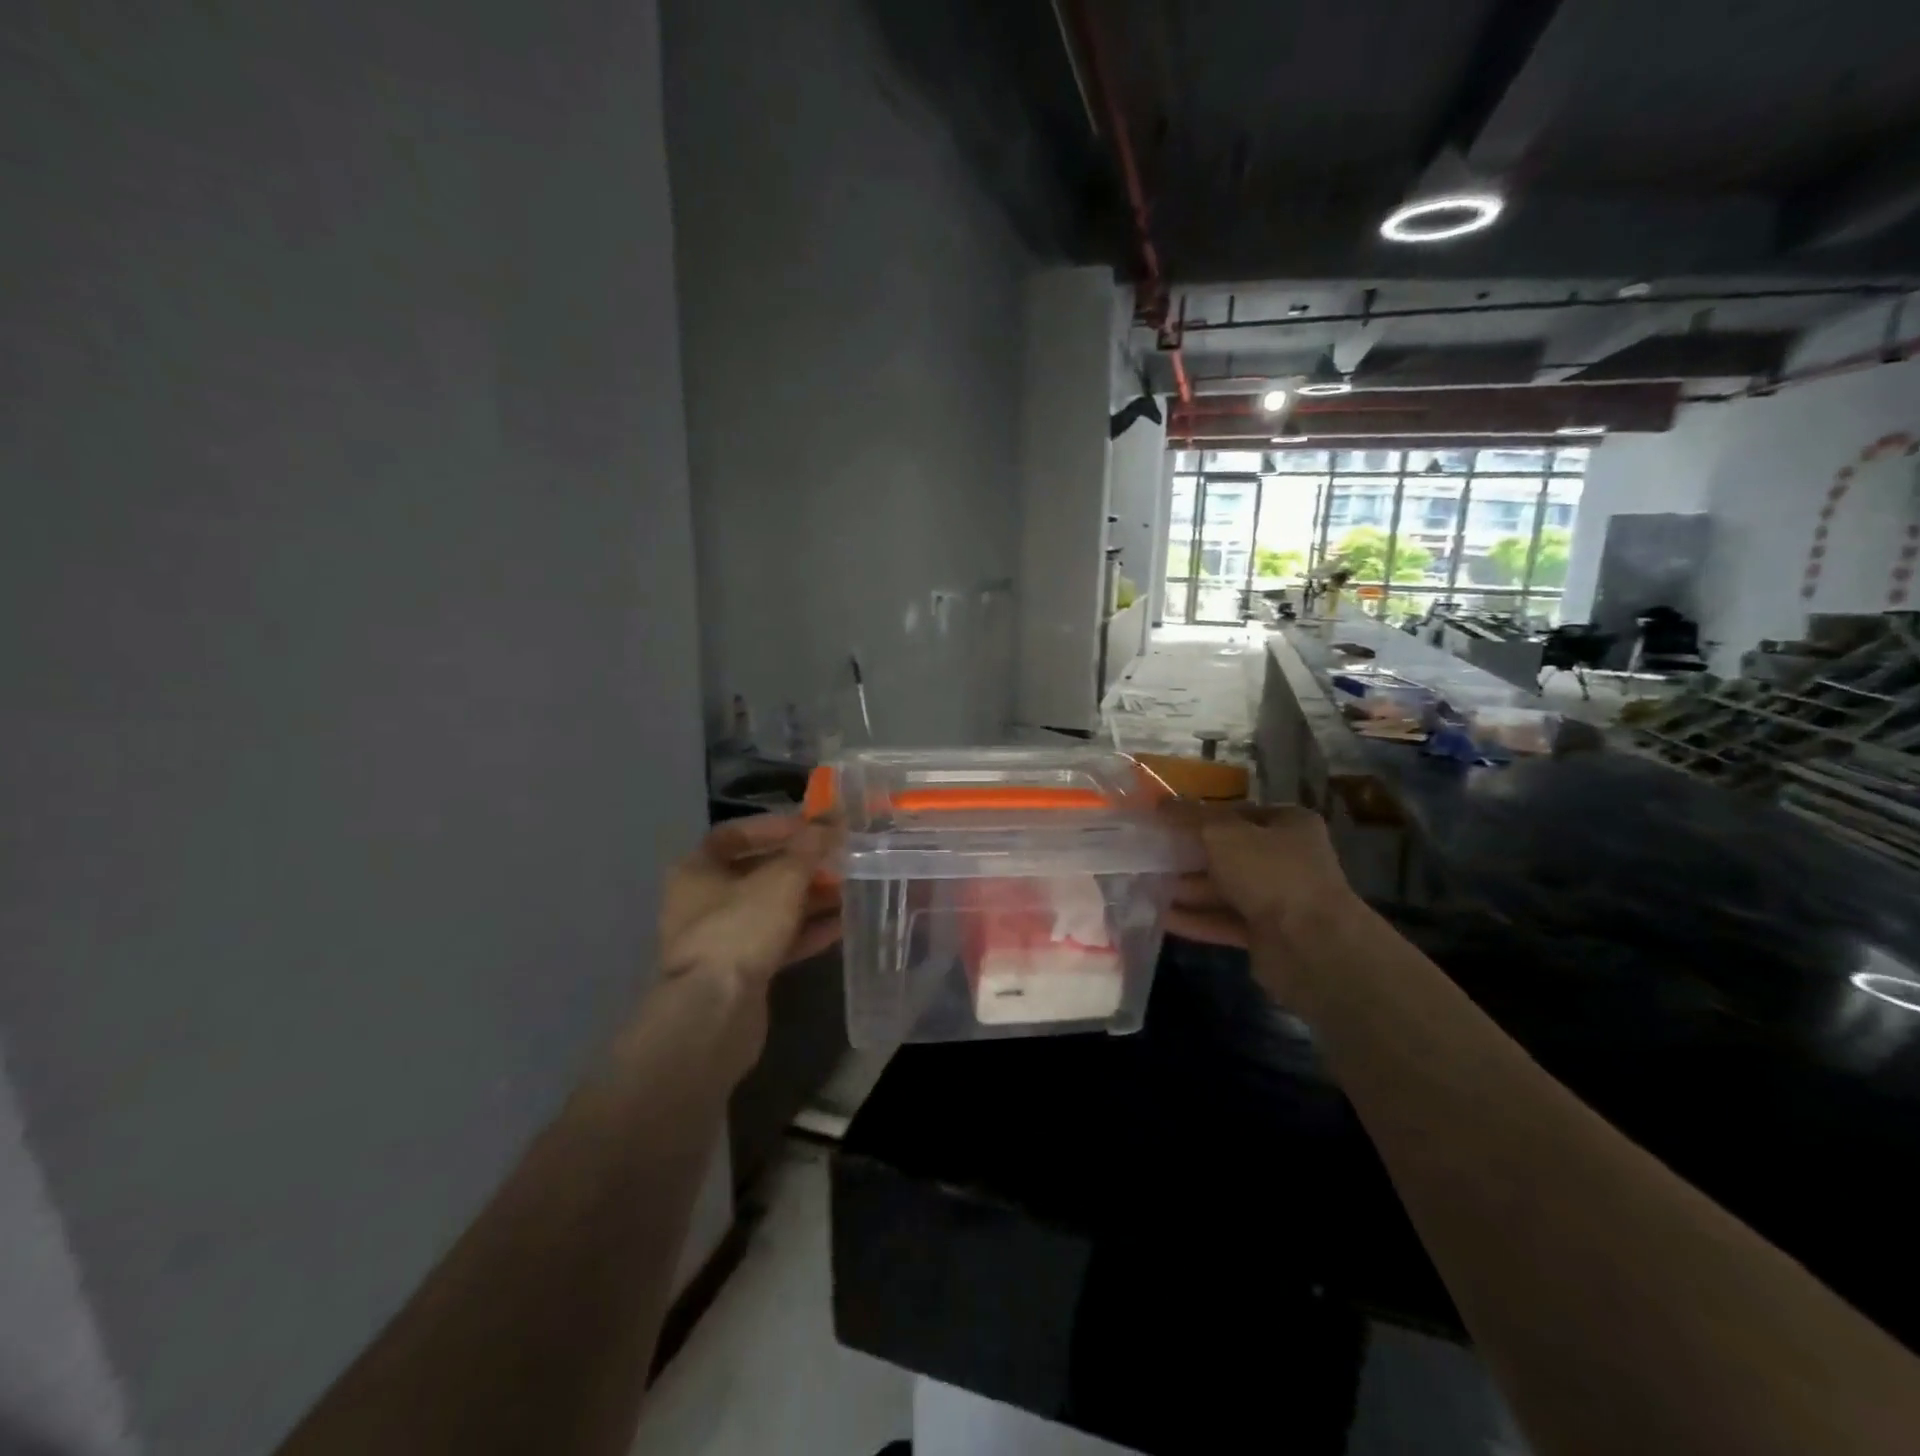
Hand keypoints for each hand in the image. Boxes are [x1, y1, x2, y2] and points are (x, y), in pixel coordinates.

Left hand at [653, 816, 841, 1071]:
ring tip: (849, 889)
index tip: (812, 828)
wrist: (714, 1014)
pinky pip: (777, 940)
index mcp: (697, 870)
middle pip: (757, 872)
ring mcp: (721, 939)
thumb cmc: (740, 929)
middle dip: (800, 865)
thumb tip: (831, 821)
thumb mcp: (781, 880)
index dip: (774, 827)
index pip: (735, 834)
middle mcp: (703, 901)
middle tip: (838, 859)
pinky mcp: (740, 971)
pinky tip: (841, 926)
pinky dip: (806, 931)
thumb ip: (808, 849)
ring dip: (808, 899)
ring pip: (771, 909)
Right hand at [1161, 802, 1358, 995]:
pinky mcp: (1266, 934)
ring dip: (1187, 887)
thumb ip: (1190, 817)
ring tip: (1145, 884)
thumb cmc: (1270, 873)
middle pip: (1228, 852)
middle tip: (1148, 853)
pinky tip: (1161, 916)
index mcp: (1288, 824)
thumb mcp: (1223, 833)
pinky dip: (1196, 919)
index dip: (1200, 814)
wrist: (1311, 946)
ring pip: (1224, 889)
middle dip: (1188, 854)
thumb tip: (1161, 802)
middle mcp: (1287, 859)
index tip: (1164, 819)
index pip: (1237, 812)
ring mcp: (1278, 899)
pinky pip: (1224, 921)